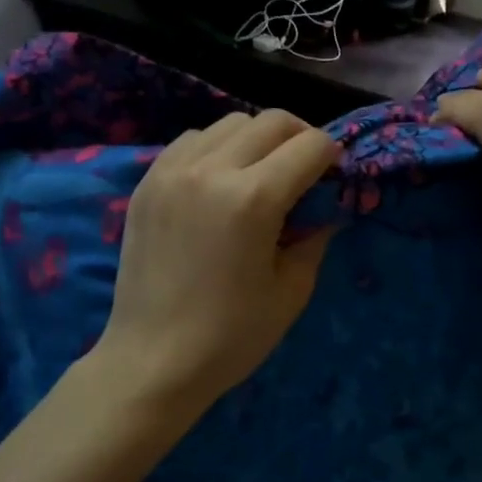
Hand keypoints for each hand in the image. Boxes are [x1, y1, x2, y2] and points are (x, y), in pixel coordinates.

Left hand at [97, 109, 340, 414]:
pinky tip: (219, 182)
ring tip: (260, 174)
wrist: (152, 361)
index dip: (332, 157)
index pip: (310, 145)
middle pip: (272, 120)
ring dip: (257, 139)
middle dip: (300, 138)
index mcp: (253, 199)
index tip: (333, 178)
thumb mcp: (291, 290)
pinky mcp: (148, 182)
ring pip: (230, 123)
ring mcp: (172, 171)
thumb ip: (315, 237)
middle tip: (305, 171)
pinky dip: (216, 148)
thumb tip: (326, 209)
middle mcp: (211, 170)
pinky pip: (191, 141)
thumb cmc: (231, 336)